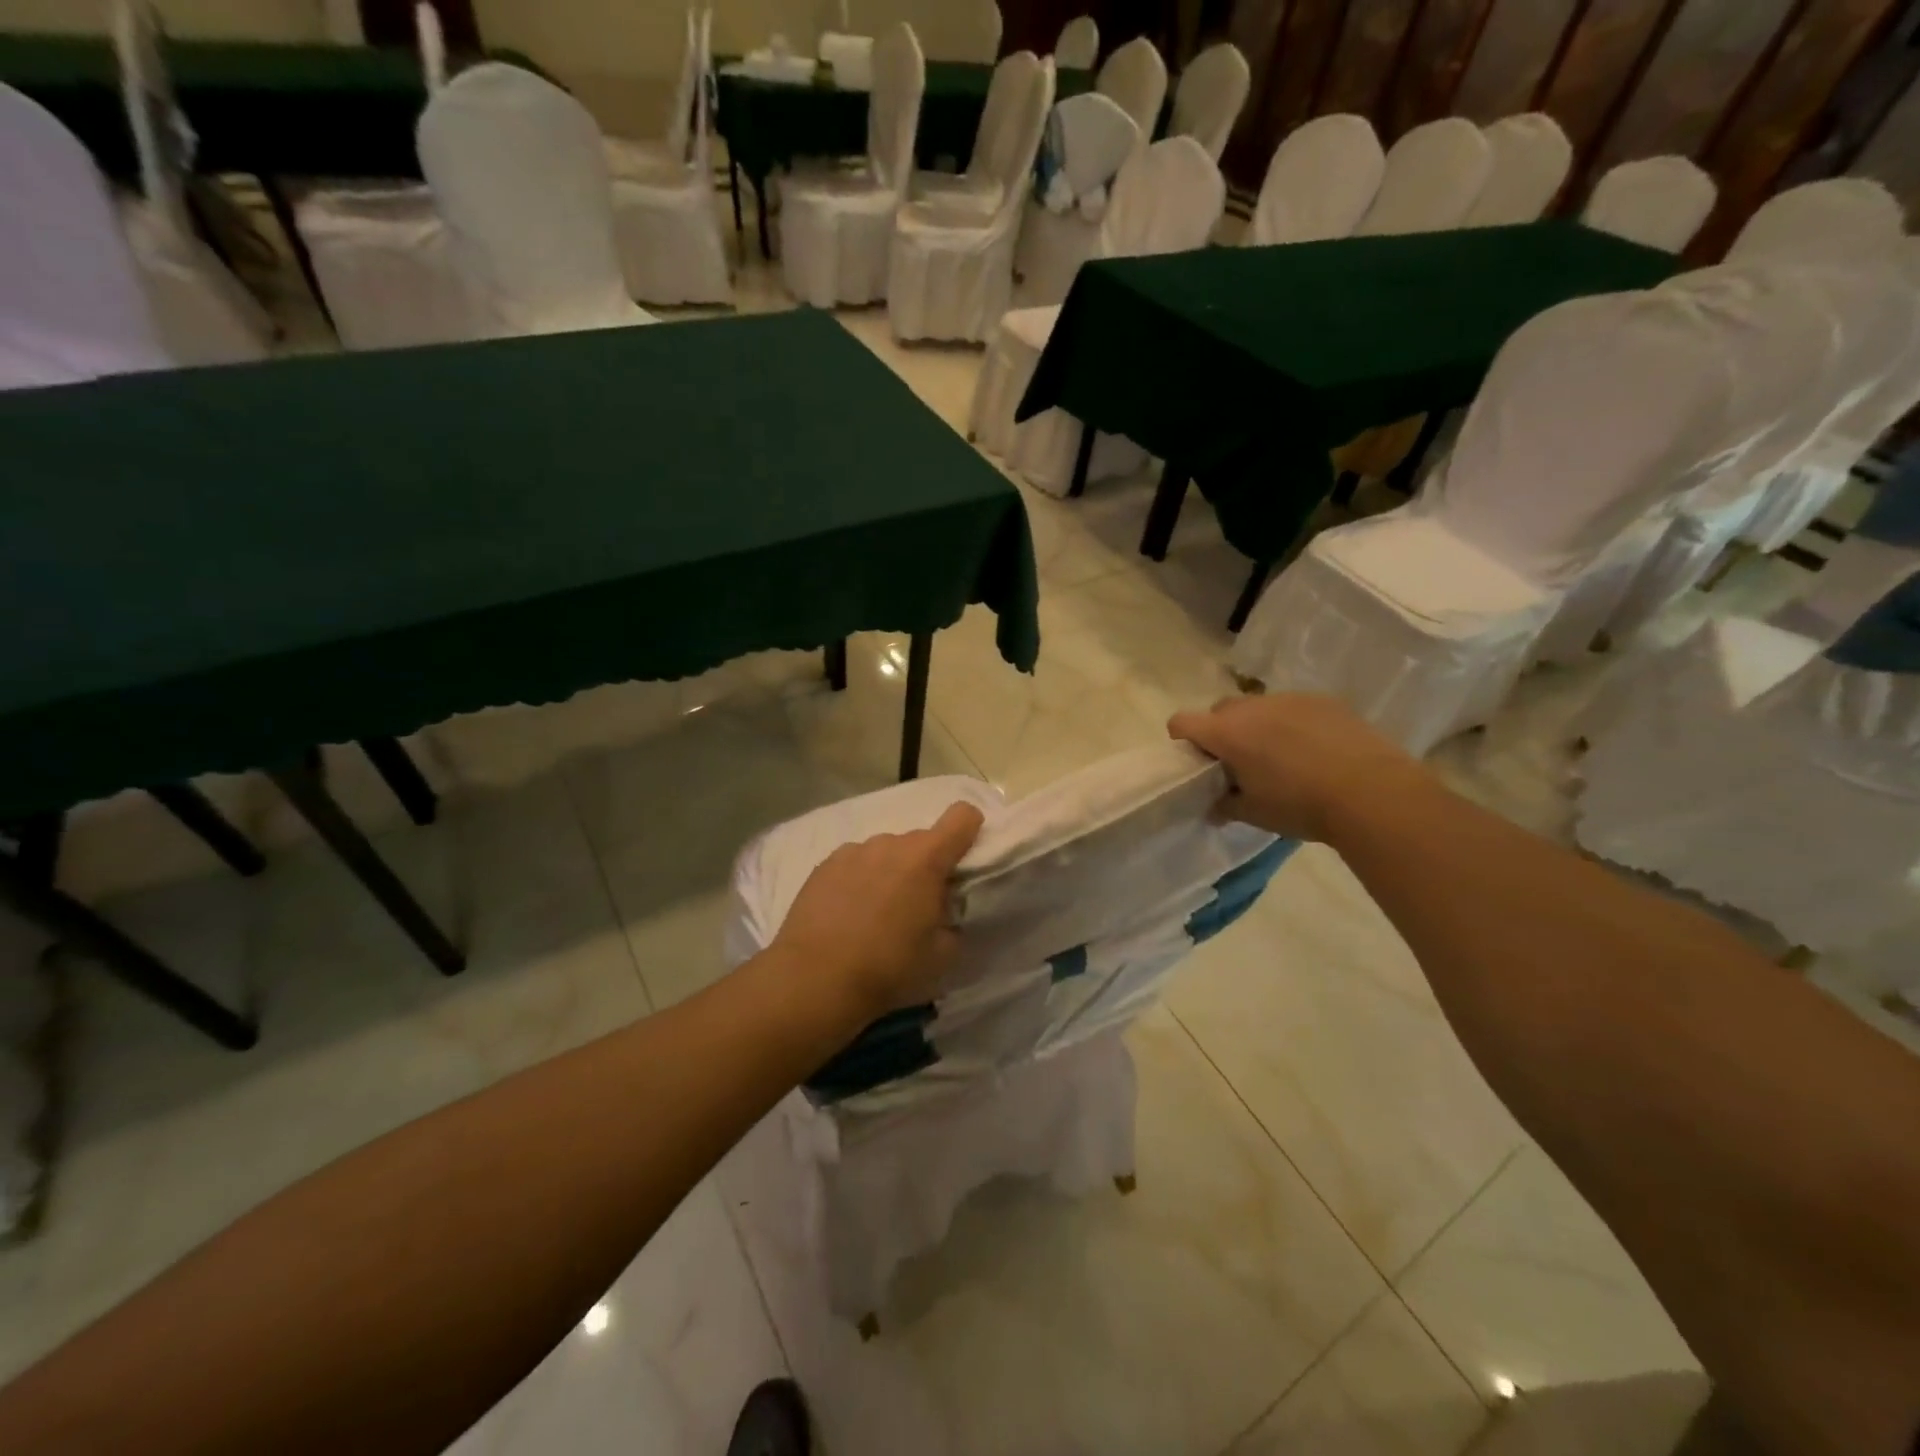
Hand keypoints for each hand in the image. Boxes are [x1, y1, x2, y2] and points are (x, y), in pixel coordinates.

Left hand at [771, 801, 984, 1019]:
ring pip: (886, 853)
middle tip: (917, 908)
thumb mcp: (943, 954)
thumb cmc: (889, 967)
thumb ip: (953, 920)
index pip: (963, 816)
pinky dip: (860, 880)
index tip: (964, 860)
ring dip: (891, 872)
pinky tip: (847, 915)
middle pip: (921, 842)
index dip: (970, 831)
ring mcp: (853, 851)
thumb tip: (943, 910)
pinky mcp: (824, 865)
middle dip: (926, 867)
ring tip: (876, 915)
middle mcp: (890, 843)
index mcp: (926, 858)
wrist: (815, 980)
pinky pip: (855, 863)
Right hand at [1168, 694, 1429, 841]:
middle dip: (1222, 732)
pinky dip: (1292, 723)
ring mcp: (1289, 699)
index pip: (1181, 722)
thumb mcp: (1254, 814)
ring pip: (1258, 706)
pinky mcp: (1322, 700)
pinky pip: (1293, 707)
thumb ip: (1225, 806)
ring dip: (1258, 726)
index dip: (1182, 739)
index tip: (1197, 761)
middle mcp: (1252, 707)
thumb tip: (1214, 808)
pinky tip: (1314, 750)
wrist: (1371, 792)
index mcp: (1226, 733)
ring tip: (1282, 756)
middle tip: (1240, 762)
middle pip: (1219, 711)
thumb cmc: (1300, 805)